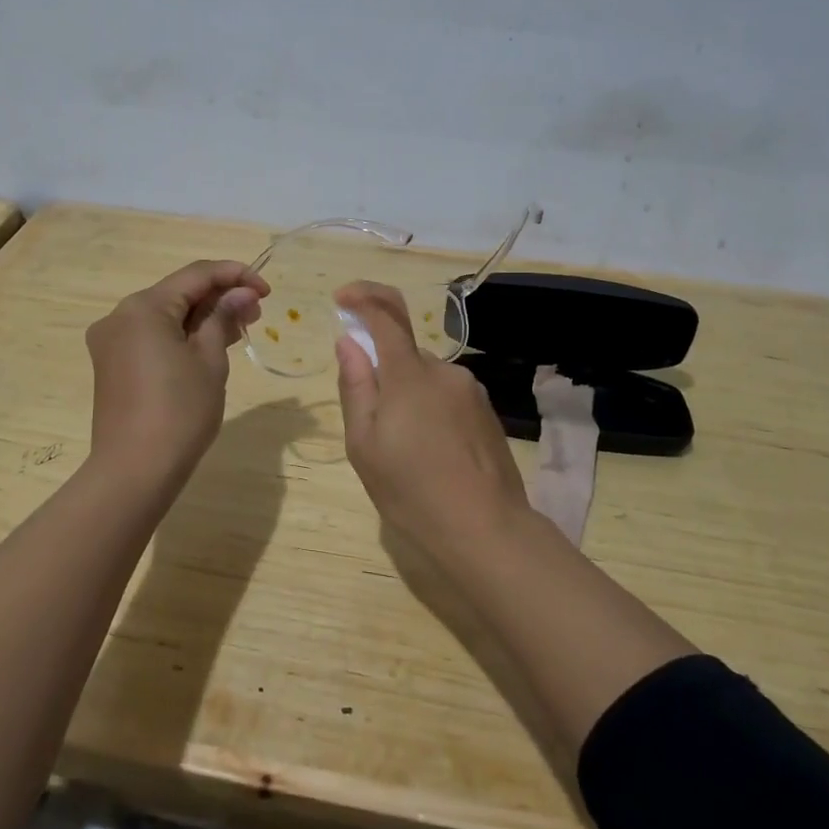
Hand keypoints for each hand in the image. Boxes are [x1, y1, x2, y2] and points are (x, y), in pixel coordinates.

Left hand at [86, 259, 267, 482]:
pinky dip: (181, 335)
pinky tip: (210, 345)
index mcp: (143, 307)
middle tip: (256, 312)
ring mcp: (112, 341)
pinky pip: (152, 336)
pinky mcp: (112, 364)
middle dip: (219, 297)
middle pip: (178, 293)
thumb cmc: (180, 411)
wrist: (134, 471)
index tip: (267, 290)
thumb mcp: (210, 359)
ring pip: (165, 315)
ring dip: (202, 317)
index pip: (196, 274)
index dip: (235, 275)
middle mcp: (120, 316)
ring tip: (240, 329)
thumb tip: (241, 292)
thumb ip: (223, 317)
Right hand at [333, 281, 530, 567]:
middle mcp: (444, 371)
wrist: (487, 531)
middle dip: (383, 373)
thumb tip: (349, 342)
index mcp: (409, 374)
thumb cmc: (413, 491)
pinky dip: (430, 411)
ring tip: (404, 452)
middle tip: (372, 426)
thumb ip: (355, 386)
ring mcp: (470, 391)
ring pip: (425, 378)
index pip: (386, 314)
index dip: (362, 297)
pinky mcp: (487, 413)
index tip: (341, 298)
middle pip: (404, 353)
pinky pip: (447, 396)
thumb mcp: (365, 444)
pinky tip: (432, 456)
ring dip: (408, 397)